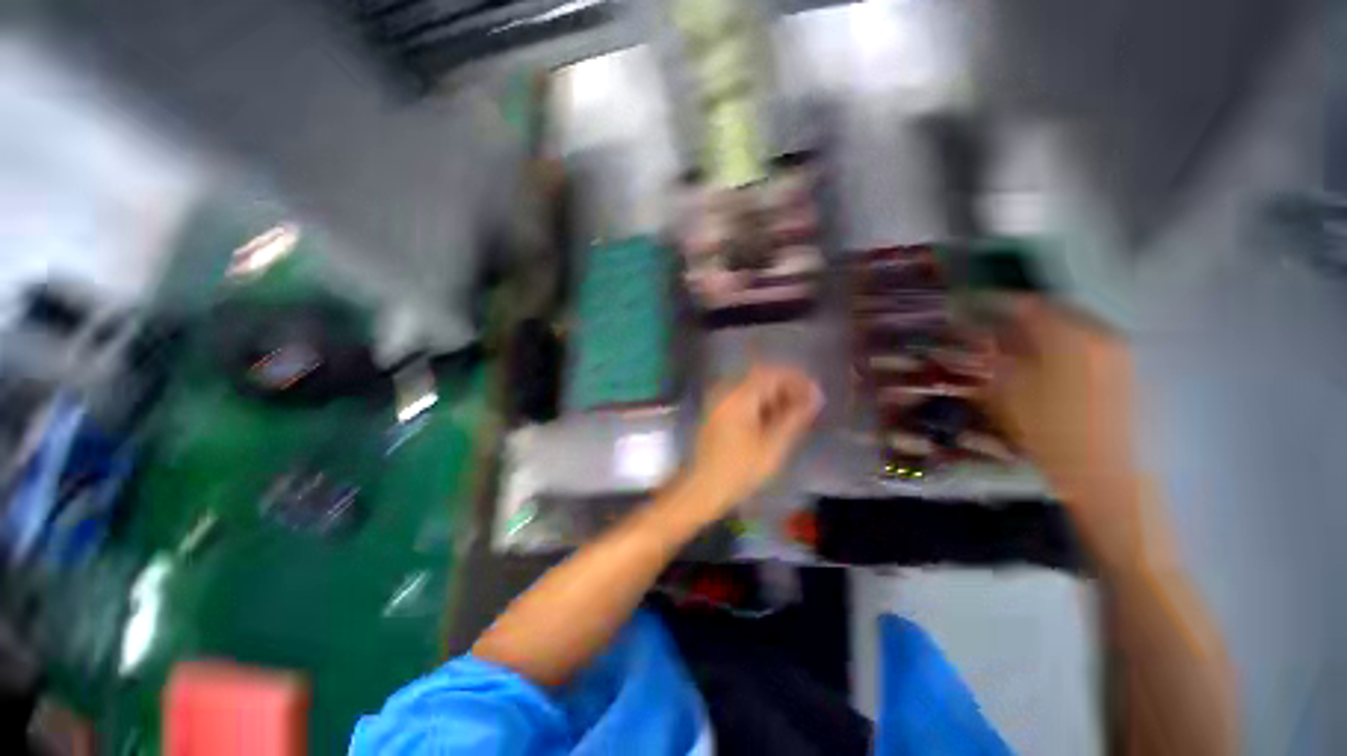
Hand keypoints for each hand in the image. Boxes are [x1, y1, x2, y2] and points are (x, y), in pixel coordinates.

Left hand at [682, 365, 822, 521]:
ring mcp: (719, 401)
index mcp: (738, 396)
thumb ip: (795, 417)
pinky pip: (743, 398)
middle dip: (786, 387)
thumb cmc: (740, 469)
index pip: (771, 374)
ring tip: (795, 413)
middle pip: (761, 377)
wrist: (703, 487)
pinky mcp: (717, 412)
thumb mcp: (773, 445)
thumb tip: (816, 396)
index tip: (815, 393)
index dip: (796, 379)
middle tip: (808, 404)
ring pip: (752, 388)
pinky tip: (774, 419)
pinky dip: (761, 404)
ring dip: (775, 395)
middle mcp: (726, 391)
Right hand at [983, 297, 1137, 501]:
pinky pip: (1088, 348)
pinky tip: (1043, 371)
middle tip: (987, 334)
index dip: (993, 304)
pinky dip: (1060, 350)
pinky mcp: (1131, 373)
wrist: (1120, 486)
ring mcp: (1123, 354)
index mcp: (1073, 338)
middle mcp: (1104, 335)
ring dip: (1038, 335)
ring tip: (1011, 354)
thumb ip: (993, 361)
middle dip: (1017, 320)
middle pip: (1054, 312)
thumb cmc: (1058, 443)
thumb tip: (976, 337)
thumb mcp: (1012, 400)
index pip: (1028, 304)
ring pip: (1071, 330)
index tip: (968, 308)